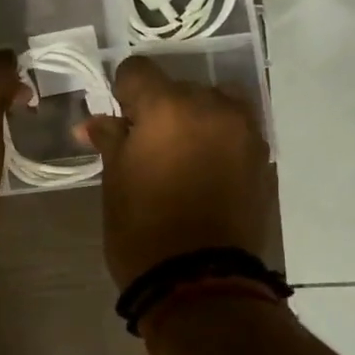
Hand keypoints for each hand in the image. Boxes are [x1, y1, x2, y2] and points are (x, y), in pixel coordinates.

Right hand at [79, 56, 276, 288]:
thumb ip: (110, 140)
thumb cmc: (142, 230)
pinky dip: (217, 139)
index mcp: (167, 107)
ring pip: (213, 103)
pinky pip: (234, 130)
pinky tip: (203, 170)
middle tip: (145, 145)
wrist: (201, 283)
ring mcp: (244, 131)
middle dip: (159, 108)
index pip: (138, 70)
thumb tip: (93, 123)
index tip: (118, 121)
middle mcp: (211, 107)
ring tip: (180, 154)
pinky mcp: (262, 158)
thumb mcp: (115, 181)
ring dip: (194, 118)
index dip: (122, 92)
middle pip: (178, 87)